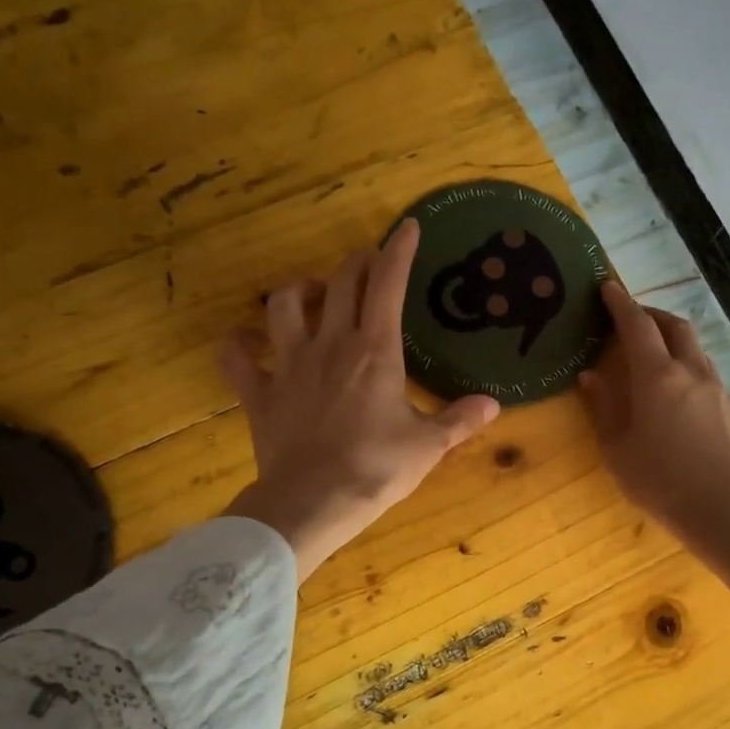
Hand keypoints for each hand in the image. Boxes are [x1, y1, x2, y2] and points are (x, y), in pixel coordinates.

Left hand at [220, 219, 499, 580]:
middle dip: (357, 264)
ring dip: (300, 289)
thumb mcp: (428, 446)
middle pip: (341, 283)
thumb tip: (493, 404)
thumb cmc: (376, 469)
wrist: (313, 501)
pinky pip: (236, 356)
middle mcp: (330, 344)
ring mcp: (289, 365)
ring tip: (313, 294)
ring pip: (284, 304)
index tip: (406, 227)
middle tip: (369, 265)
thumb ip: (460, 420)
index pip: (388, 284)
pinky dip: (239, 342)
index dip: (398, 251)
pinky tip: (248, 339)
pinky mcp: (260, 392)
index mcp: (375, 351)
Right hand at [579, 282, 729, 551]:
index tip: (607, 288)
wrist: (728, 511)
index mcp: (657, 377)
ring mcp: (717, 389)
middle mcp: (691, 372)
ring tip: (654, 356)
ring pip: (695, 349)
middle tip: (631, 320)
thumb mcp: (618, 450)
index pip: (637, 326)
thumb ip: (604, 408)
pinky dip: (688, 367)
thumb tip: (590, 376)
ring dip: (673, 340)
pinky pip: (707, 373)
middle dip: (651, 314)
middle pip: (674, 326)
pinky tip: (678, 394)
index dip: (620, 303)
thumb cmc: (661, 482)